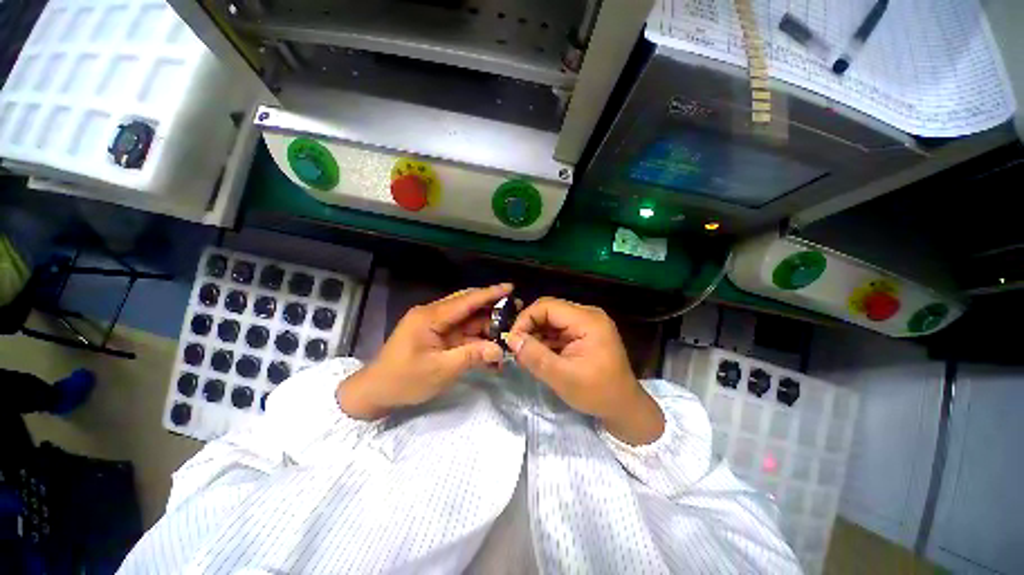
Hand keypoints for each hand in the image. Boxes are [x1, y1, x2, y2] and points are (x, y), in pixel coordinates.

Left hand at [339, 284, 510, 419]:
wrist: (375, 393)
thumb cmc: (404, 380)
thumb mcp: (440, 370)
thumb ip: (472, 356)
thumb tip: (499, 350)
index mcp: (431, 317)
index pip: (466, 300)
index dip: (490, 293)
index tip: (511, 287)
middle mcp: (434, 315)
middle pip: (468, 306)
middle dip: (492, 308)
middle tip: (516, 310)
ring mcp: (435, 326)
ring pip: (467, 320)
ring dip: (487, 326)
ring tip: (509, 330)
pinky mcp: (437, 337)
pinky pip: (461, 334)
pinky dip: (477, 340)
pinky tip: (492, 348)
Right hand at [505, 297, 664, 445]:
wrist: (624, 408)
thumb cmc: (598, 393)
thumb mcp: (562, 377)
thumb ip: (534, 356)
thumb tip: (511, 338)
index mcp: (587, 320)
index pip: (547, 306)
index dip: (525, 319)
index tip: (512, 339)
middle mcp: (587, 315)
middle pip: (549, 311)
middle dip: (529, 327)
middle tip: (516, 349)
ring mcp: (587, 324)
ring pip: (552, 321)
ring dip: (536, 335)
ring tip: (524, 355)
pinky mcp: (584, 333)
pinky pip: (558, 330)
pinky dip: (546, 341)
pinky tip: (537, 355)